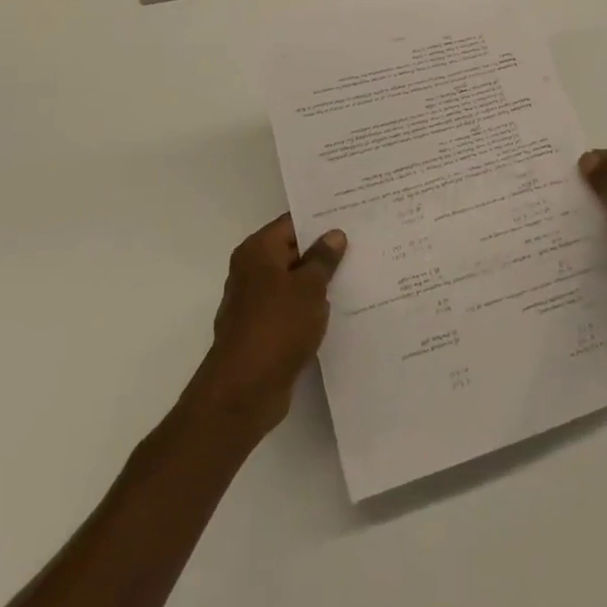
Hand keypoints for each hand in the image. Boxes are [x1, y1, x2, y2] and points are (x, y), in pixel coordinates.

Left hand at [188, 214, 346, 438]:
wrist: (244, 391)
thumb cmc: (277, 327)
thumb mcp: (309, 287)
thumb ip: (323, 259)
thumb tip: (334, 234)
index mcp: (258, 251)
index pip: (292, 223)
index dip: (321, 220)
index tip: (352, 216)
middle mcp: (252, 271)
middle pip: (292, 251)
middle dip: (324, 251)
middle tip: (363, 243)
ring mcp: (255, 303)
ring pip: (294, 282)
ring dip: (319, 282)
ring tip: (359, 274)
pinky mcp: (263, 331)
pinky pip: (292, 309)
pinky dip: (311, 308)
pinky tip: (340, 309)